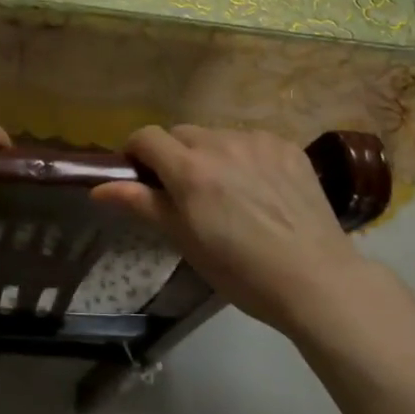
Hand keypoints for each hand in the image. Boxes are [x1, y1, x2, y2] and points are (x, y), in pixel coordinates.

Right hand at [92, 124, 369, 337]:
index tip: (140, 174)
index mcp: (190, 169)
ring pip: (218, 136)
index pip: (147, 137)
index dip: (136, 151)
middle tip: (185, 192)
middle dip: (175, 155)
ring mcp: (258, 141)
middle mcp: (221, 144)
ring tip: (229, 193)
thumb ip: (141, 204)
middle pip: (182, 134)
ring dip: (212, 155)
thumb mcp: (184, 240)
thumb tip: (99, 187)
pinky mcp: (287, 147)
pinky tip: (261, 190)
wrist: (315, 279)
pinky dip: (246, 158)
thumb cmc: (240, 271)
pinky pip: (252, 142)